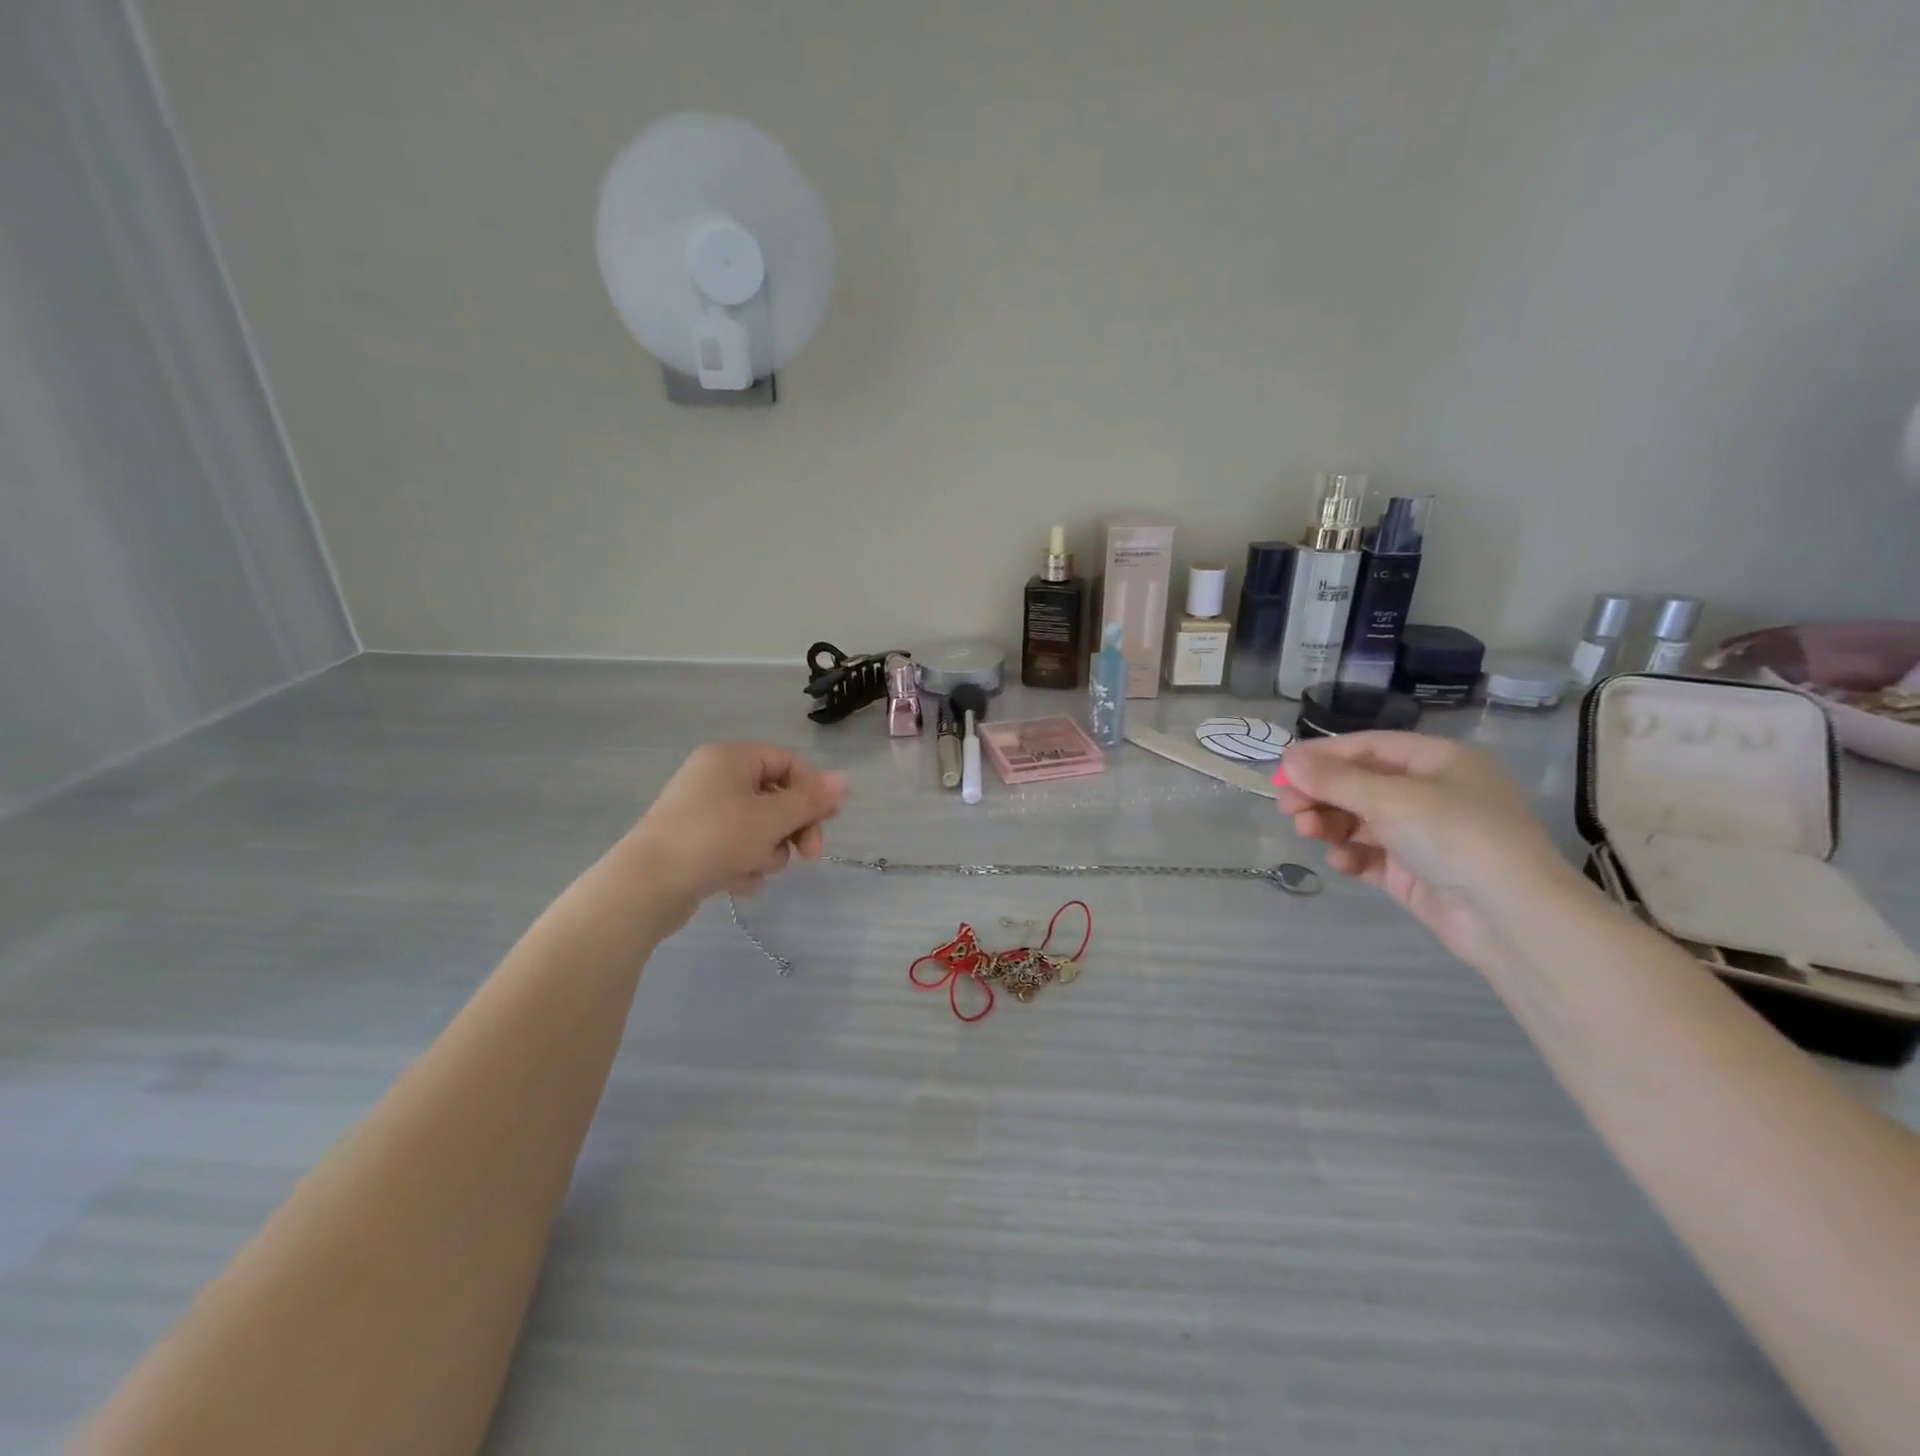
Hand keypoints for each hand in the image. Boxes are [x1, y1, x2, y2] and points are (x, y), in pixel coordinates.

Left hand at [620, 743, 847, 932]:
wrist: (646, 885)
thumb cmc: (715, 838)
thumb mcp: (771, 818)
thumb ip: (811, 800)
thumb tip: (844, 780)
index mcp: (731, 758)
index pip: (788, 762)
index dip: (813, 790)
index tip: (829, 820)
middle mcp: (715, 778)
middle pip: (775, 797)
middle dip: (794, 828)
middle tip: (809, 854)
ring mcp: (702, 812)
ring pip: (758, 827)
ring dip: (768, 851)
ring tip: (755, 868)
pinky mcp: (694, 844)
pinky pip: (735, 848)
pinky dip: (743, 865)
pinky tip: (735, 882)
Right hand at [1277, 732, 1585, 968]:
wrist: (1513, 918)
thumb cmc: (1456, 836)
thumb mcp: (1390, 799)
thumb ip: (1334, 779)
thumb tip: (1287, 757)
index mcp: (1438, 761)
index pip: (1368, 747)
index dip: (1323, 756)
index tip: (1283, 770)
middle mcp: (1432, 793)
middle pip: (1360, 785)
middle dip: (1321, 794)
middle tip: (1286, 807)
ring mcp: (1424, 835)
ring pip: (1360, 820)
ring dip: (1330, 823)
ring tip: (1307, 833)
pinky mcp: (1415, 872)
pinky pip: (1371, 855)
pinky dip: (1351, 854)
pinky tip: (1340, 862)